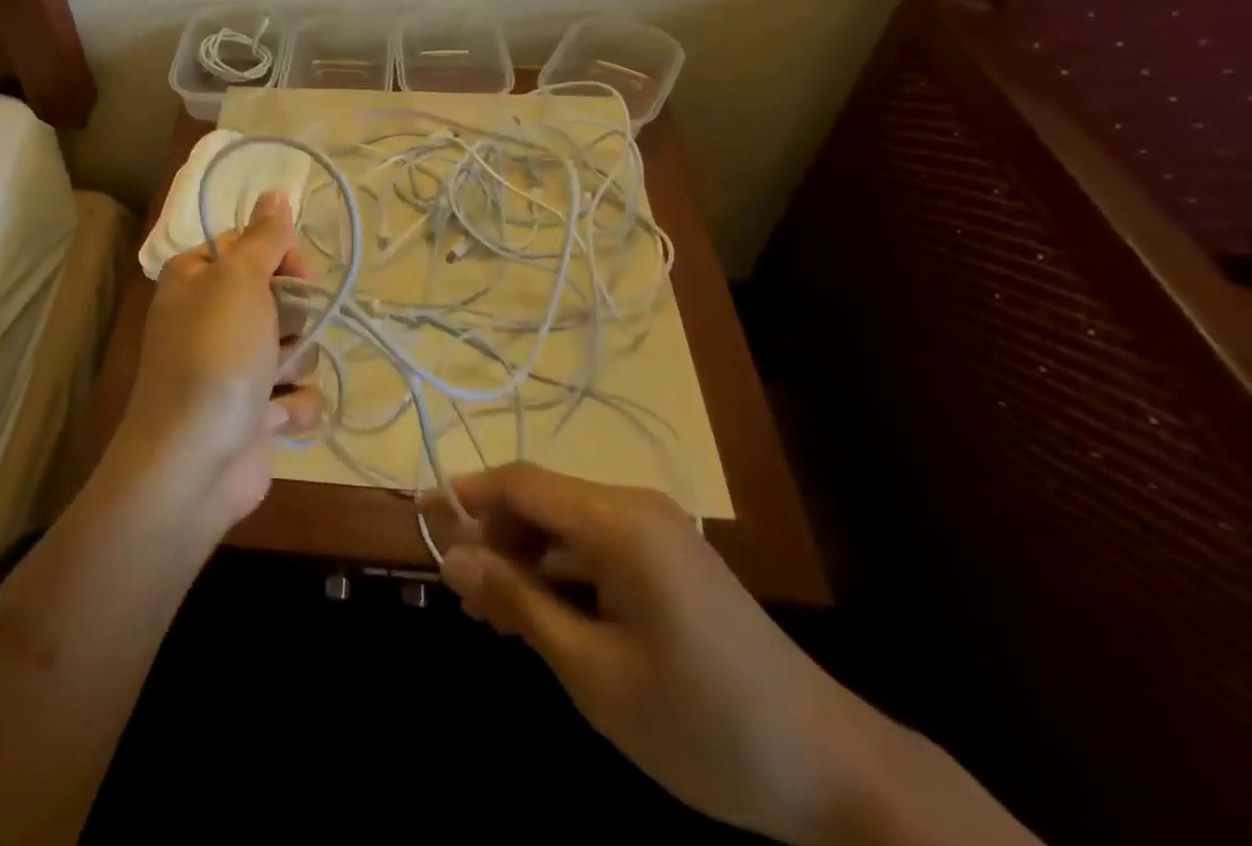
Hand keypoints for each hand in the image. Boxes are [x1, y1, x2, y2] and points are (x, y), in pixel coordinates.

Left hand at [114, 192, 321, 532]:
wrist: (192, 462)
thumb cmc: (214, 355)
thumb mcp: (238, 280)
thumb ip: (264, 236)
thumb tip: (276, 192)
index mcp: (197, 278)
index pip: (253, 247)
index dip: (281, 258)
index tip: (296, 273)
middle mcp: (212, 318)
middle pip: (281, 297)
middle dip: (293, 318)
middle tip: (278, 334)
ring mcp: (234, 368)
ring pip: (296, 346)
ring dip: (294, 364)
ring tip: (270, 383)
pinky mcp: (255, 413)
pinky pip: (296, 395)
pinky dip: (292, 408)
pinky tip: (274, 420)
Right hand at [433, 465, 900, 845]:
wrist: (835, 774)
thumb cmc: (703, 724)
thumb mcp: (594, 671)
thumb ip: (518, 603)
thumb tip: (452, 558)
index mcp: (617, 521)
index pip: (520, 482)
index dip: (465, 494)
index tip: (420, 517)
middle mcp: (635, 508)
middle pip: (542, 501)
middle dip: (494, 539)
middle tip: (463, 598)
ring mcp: (658, 532)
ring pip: (567, 526)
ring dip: (526, 561)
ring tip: (497, 620)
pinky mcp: (672, 560)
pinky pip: (598, 548)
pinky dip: (562, 574)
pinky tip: (546, 620)